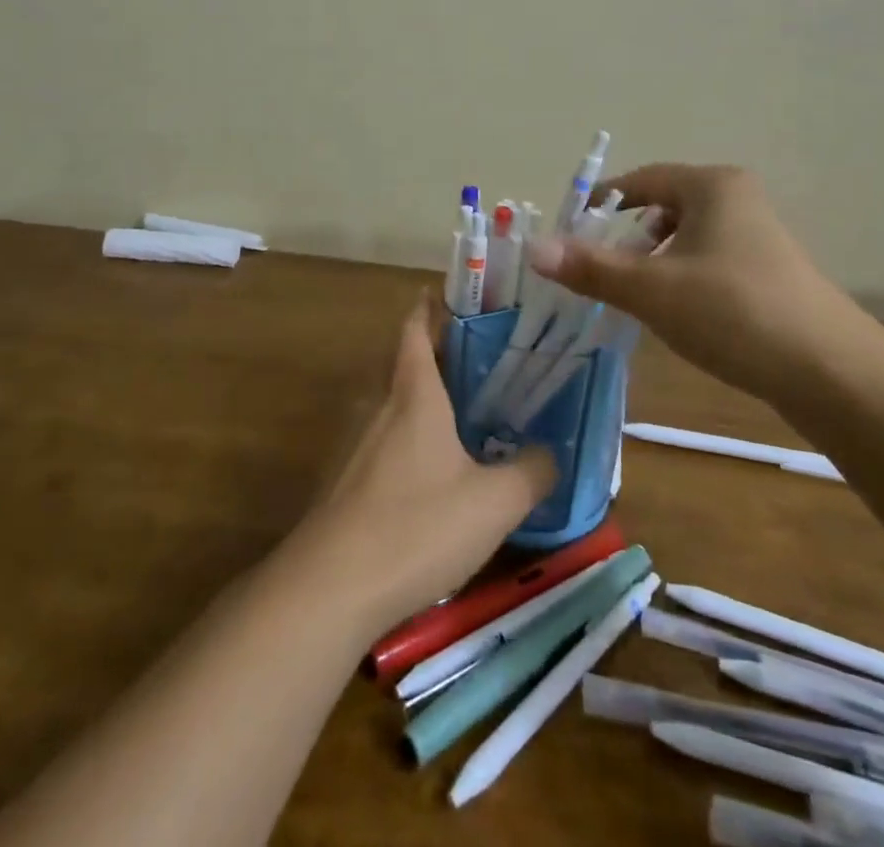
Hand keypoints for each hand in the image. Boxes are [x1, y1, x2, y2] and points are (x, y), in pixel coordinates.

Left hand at [300, 295, 554, 635]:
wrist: (331, 587)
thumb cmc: (417, 526)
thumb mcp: (494, 502)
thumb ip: (532, 472)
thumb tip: (553, 453)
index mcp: (414, 394)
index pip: (416, 329)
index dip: (431, 307)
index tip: (454, 296)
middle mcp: (380, 407)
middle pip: (404, 362)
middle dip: (436, 353)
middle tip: (479, 357)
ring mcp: (356, 444)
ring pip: (393, 403)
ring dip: (422, 397)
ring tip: (464, 411)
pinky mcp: (345, 482)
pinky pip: (383, 441)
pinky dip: (408, 438)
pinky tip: (432, 471)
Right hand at [525, 164, 857, 388]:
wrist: (832, 373)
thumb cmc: (734, 312)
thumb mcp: (652, 290)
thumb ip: (591, 268)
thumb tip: (534, 248)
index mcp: (712, 186)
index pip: (640, 180)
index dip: (601, 204)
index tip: (570, 234)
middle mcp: (737, 199)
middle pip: (662, 208)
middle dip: (625, 237)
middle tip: (596, 269)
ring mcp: (758, 236)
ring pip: (685, 238)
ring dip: (652, 261)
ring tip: (630, 295)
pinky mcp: (769, 272)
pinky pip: (708, 261)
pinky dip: (680, 278)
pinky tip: (674, 314)